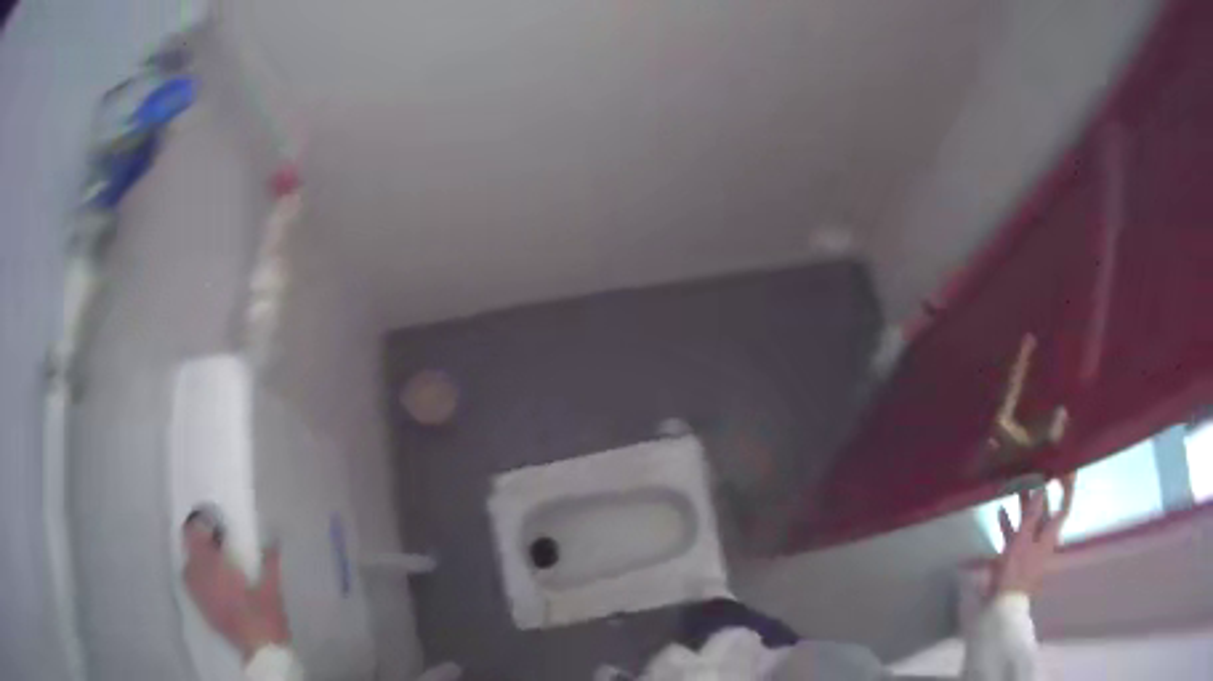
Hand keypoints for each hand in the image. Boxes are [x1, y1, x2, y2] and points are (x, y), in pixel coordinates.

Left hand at [182, 513, 290, 659]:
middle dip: (201, 540)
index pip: (195, 533)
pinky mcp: (200, 607)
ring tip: (215, 560)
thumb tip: (274, 537)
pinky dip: (198, 575)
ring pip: (188, 564)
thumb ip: (270, 561)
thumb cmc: (265, 617)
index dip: (203, 523)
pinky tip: (213, 580)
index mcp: (213, 566)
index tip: (218, 524)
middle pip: (189, 546)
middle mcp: (198, 575)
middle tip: (219, 541)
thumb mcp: (271, 588)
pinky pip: (192, 582)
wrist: (260, 651)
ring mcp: (196, 592)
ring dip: (198, 557)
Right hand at [990, 474, 1075, 597]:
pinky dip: (1010, 523)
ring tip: (1014, 489)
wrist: (1004, 603)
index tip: (1063, 473)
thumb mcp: (1022, 540)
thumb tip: (1042, 489)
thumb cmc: (1016, 570)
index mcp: (1049, 535)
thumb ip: (1032, 515)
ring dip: (1022, 507)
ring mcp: (1030, 547)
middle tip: (1032, 475)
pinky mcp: (1017, 555)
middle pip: (1044, 513)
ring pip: (1028, 522)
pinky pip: (1015, 535)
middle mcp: (1043, 539)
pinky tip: (1001, 513)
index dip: (1065, 491)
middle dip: (1038, 495)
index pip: (1063, 508)